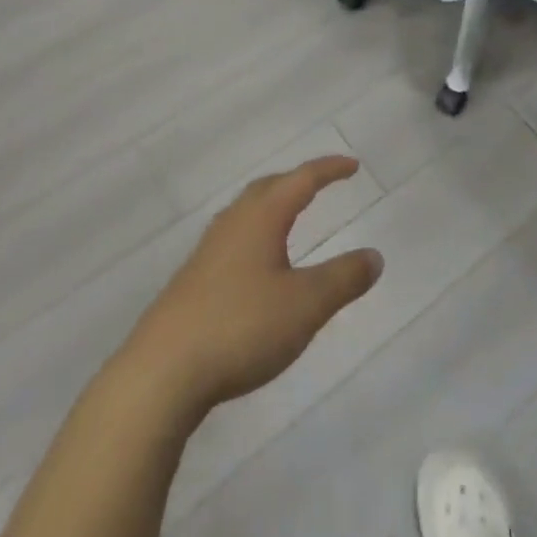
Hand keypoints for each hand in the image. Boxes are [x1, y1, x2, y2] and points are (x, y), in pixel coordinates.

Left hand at [121, 155, 383, 417]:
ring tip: (291, 217)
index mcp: (261, 217)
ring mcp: (208, 251)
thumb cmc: (241, 326)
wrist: (162, 371)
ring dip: (273, 206)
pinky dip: (256, 235)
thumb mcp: (306, 304)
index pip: (301, 180)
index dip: (328, 170)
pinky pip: (234, 238)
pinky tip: (258, 265)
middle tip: (320, 183)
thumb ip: (343, 278)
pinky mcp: (193, 280)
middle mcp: (233, 222)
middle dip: (297, 181)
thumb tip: (374, 255)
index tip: (351, 165)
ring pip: (247, 213)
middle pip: (268, 188)